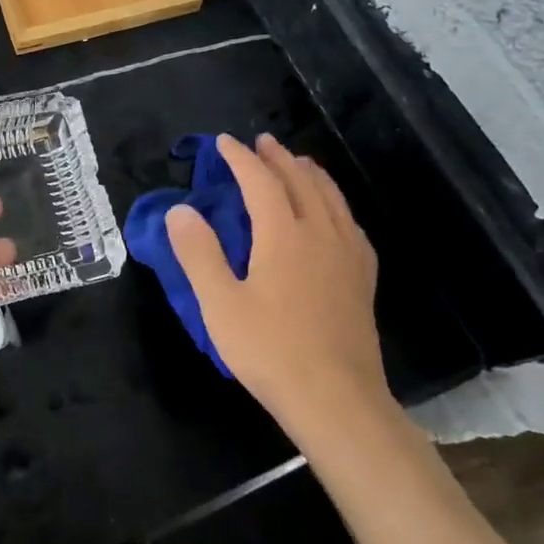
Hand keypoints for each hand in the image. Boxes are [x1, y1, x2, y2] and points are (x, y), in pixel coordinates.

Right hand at [166, 133, 386, 433]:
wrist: (337, 401)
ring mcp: (348, 256)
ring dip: (311, 173)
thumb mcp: (220, 304)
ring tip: (299, 162)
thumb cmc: (271, 351)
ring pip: (331, 198)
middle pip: (301, 181)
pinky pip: (351, 224)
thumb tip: (180, 210)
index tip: (224, 142)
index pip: (260, 181)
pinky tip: (334, 214)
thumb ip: (198, 253)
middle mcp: (320, 234)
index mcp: (284, 235)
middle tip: (262, 142)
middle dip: (278, 157)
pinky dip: (336, 204)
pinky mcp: (363, 279)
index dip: (240, 158)